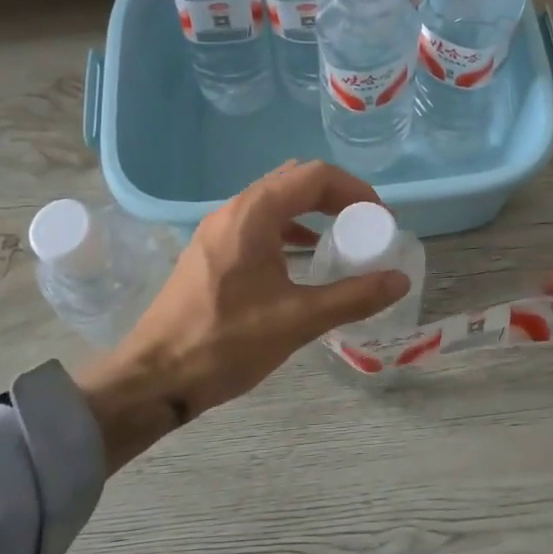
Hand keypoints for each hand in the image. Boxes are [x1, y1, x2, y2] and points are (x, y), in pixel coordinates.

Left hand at [76, 162, 409, 470]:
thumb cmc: (225, 343)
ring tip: (341, 236)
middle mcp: (233, 210)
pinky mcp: (210, 251)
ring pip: (274, 201)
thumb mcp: (297, 320)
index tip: (378, 217)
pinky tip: (303, 256)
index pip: (314, 176)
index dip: (353, 189)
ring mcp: (216, 230)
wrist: (153, 378)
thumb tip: (399, 279)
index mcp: (253, 214)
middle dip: (335, 196)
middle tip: (364, 224)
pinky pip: (258, 222)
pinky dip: (288, 228)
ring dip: (311, 210)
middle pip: (294, 181)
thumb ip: (353, 296)